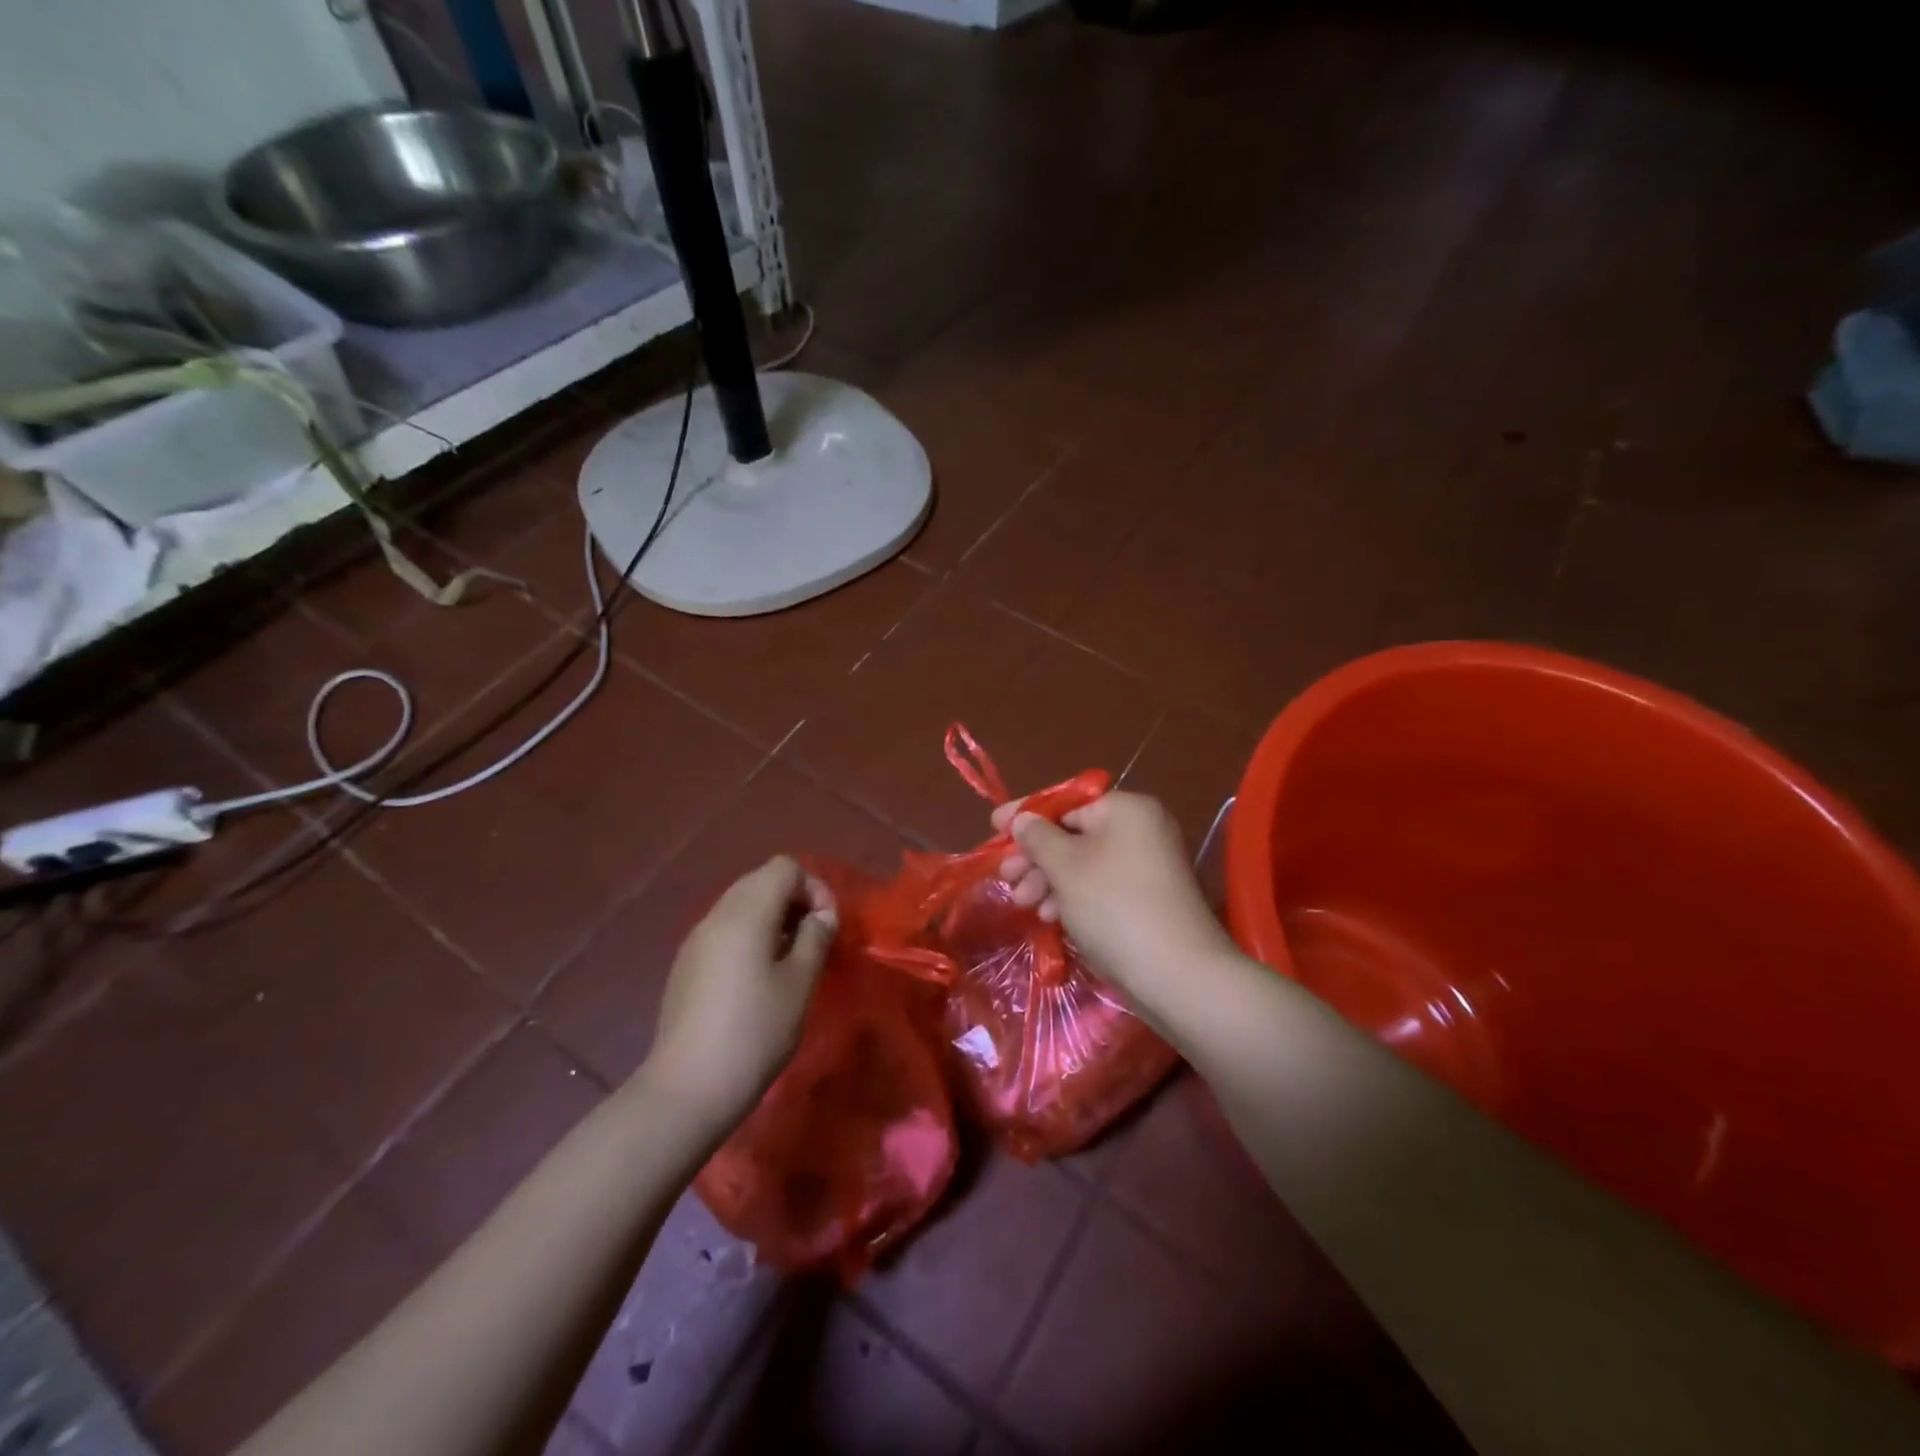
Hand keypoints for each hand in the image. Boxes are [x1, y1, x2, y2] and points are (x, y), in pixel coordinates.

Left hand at [639, 855, 836, 1130]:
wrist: (688, 1088)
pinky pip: (725, 931)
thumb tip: (821, 916)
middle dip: (794, 902)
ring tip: (790, 961)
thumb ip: (815, 938)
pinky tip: (757, 979)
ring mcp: (696, 939)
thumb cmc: (754, 1031)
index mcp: (746, 912)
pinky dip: (750, 937)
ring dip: (773, 920)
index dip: (814, 888)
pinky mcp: (686, 964)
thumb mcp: (800, 983)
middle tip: (813, 942)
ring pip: (742, 905)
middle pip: (761, 881)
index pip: (785, 867)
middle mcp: (717, 914)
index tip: (826, 928)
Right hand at [994, 791, 1235, 1021]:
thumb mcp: (1066, 867)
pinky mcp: (1146, 898)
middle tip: (1005, 876)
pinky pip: (1099, 886)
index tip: (994, 826)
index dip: (1026, 815)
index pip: (1066, 803)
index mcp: (1126, 809)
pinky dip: (1072, 896)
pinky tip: (1051, 917)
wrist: (1177, 974)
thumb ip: (1038, 838)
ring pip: (1083, 863)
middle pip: (1073, 834)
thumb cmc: (1114, 906)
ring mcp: (1146, 866)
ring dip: (1049, 880)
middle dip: (1035, 856)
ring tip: (1023, 902)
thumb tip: (1023, 819)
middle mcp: (1140, 829)